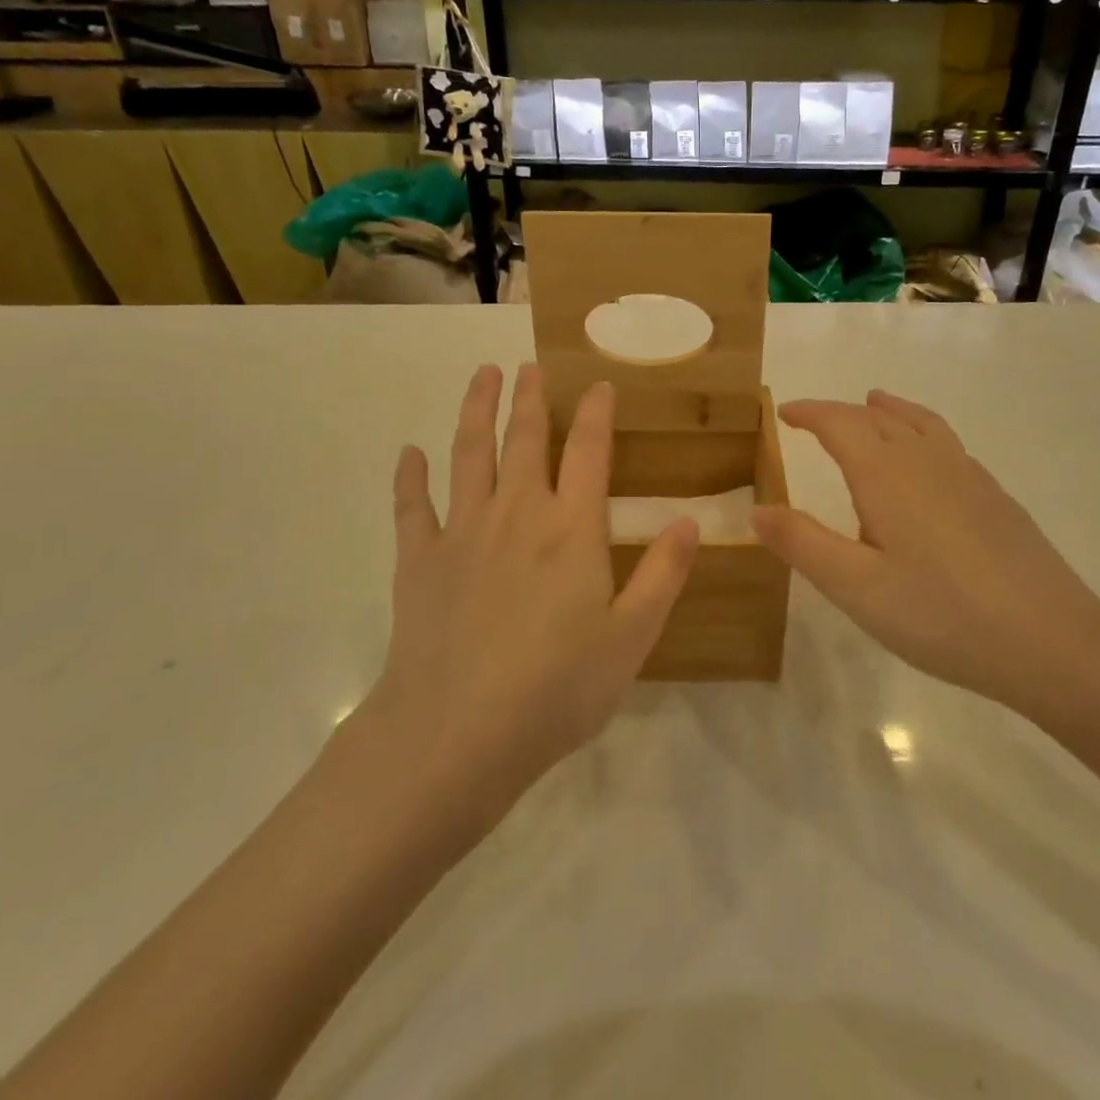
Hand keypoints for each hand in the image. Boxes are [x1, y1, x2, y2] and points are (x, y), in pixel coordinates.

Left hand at [361, 364, 698, 816]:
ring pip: (469, 454)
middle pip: (524, 439)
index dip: (595, 413)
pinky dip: (410, 477)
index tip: (598, 385)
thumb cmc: (556, 689)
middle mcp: (517, 514)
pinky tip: (410, 453)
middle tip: (527, 366)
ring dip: (475, 411)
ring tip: (480, 376)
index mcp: (571, 529)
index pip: (588, 452)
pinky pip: (412, 506)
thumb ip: (663, 575)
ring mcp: (462, 533)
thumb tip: (690, 520)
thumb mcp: (631, 638)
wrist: (456, 733)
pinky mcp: (418, 561)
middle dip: (529, 398)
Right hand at [754, 391, 1099, 722]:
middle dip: (843, 412)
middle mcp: (927, 461)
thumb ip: (802, 543)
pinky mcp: (996, 497)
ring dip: (890, 411)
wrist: (1051, 641)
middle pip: (880, 418)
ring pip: (921, 424)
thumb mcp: (856, 587)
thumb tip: (756, 509)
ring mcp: (969, 476)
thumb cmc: (941, 615)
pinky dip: (922, 431)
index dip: (810, 412)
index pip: (840, 424)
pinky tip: (928, 461)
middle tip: (816, 418)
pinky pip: (948, 443)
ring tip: (875, 405)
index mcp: (887, 475)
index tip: (785, 412)